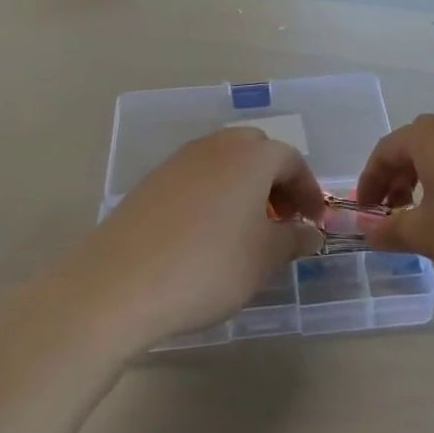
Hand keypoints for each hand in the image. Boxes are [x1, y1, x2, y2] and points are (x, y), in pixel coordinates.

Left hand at [65, 127, 325, 341]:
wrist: (119, 285)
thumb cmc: (209, 267)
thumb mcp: (265, 258)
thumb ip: (293, 239)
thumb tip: (309, 232)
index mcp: (250, 157)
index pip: (291, 160)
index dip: (309, 190)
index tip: (314, 222)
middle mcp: (214, 148)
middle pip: (255, 151)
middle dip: (275, 181)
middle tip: (281, 218)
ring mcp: (177, 163)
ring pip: (222, 163)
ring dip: (243, 187)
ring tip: (246, 230)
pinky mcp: (149, 184)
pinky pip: (195, 179)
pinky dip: (212, 196)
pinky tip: (207, 236)